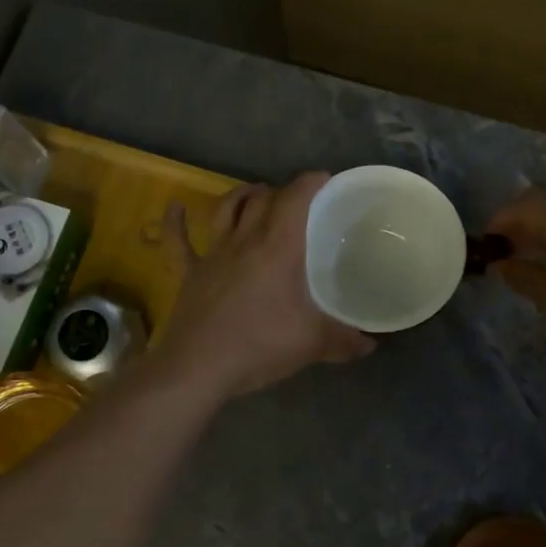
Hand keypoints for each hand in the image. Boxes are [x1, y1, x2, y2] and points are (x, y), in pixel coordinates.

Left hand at [154, 173, 374, 400]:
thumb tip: (369, 345)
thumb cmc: (259, 345)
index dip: (311, 182)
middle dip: (280, 191)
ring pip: (225, 210)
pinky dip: (175, 222)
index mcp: (278, 248)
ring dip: (240, 196)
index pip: (295, 199)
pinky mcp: (189, 273)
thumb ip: (343, 340)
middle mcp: (245, 240)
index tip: (325, 180)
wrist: (199, 367)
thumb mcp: (311, 344)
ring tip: (254, 193)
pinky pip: (178, 241)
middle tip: (295, 200)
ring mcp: (213, 254)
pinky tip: (175, 207)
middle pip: (262, 200)